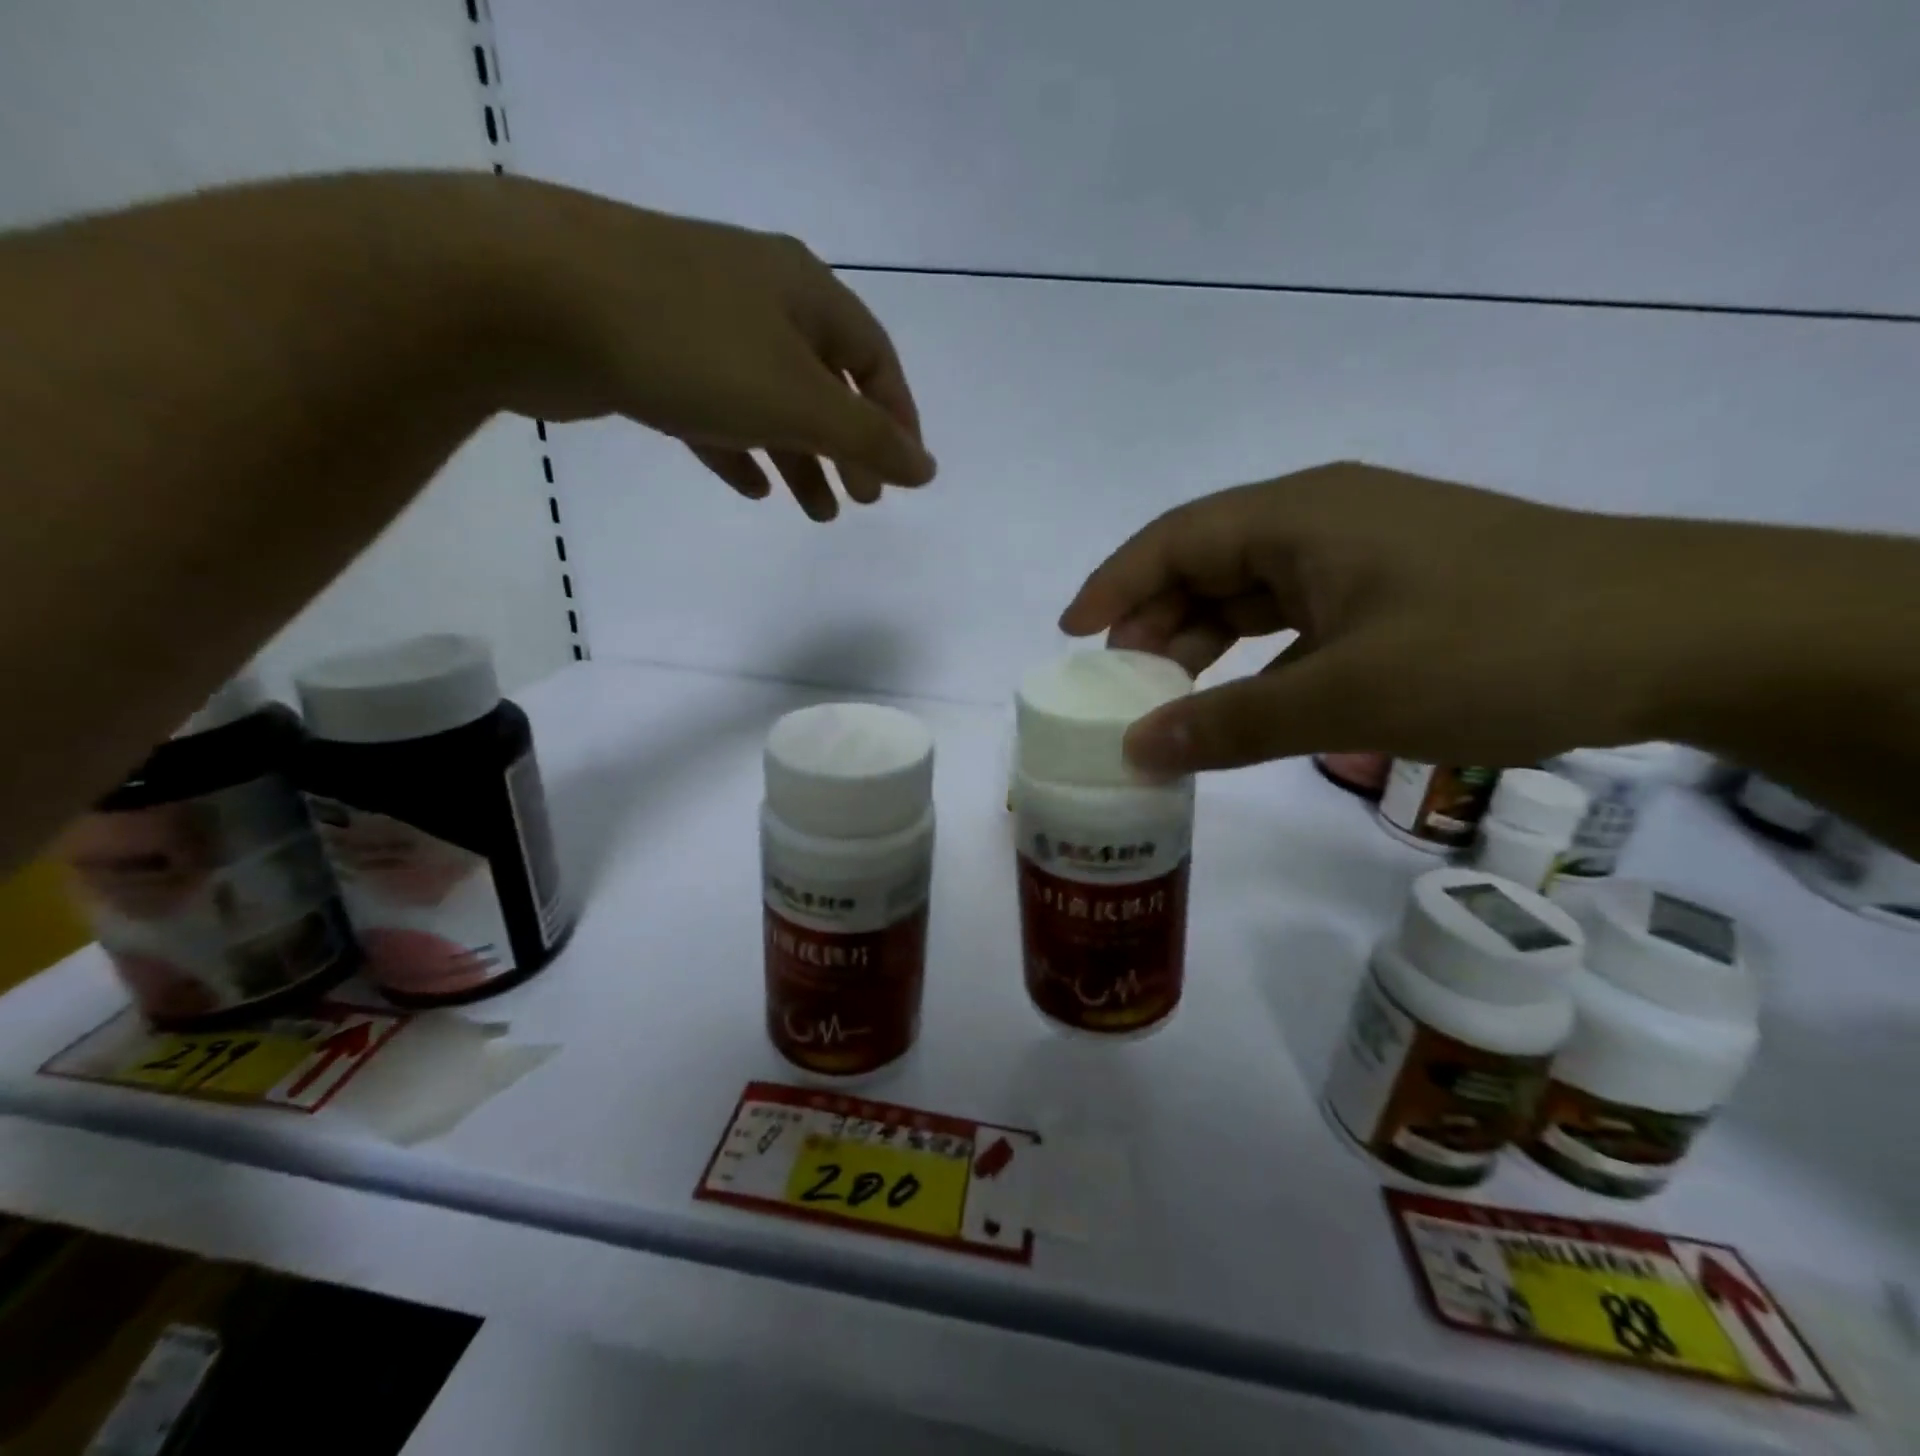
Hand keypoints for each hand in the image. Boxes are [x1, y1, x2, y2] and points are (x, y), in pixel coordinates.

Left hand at [484, 177, 933, 519]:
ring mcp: (699, 322)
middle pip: (824, 383)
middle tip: (862, 501)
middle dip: (847, 447)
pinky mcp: (648, 352)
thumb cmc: (692, 346)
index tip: (905, 475)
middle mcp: (758, 297)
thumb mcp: (799, 400)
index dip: (897, 419)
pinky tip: (753, 487)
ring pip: (769, 401)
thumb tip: (928, 470)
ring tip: (816, 512)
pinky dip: (740, 448)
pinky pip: (714, 409)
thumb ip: (868, 440)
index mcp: (804, 293)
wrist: (532, 298)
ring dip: (798, 458)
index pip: (874, 360)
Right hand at [1059, 463, 1687, 773]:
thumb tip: (1137, 752)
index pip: (1174, 539)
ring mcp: (1362, 555)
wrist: (1677, 637)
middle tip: (1120, 687)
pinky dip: (1259, 659)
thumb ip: (1231, 724)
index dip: (1113, 584)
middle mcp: (1322, 521)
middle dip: (1155, 624)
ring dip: (1205, 645)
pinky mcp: (1394, 590)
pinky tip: (1248, 702)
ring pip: (1252, 595)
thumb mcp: (1347, 696)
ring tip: (1170, 701)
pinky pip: (1297, 619)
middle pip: (1207, 565)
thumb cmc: (1495, 646)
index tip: (1070, 636)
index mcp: (1299, 516)